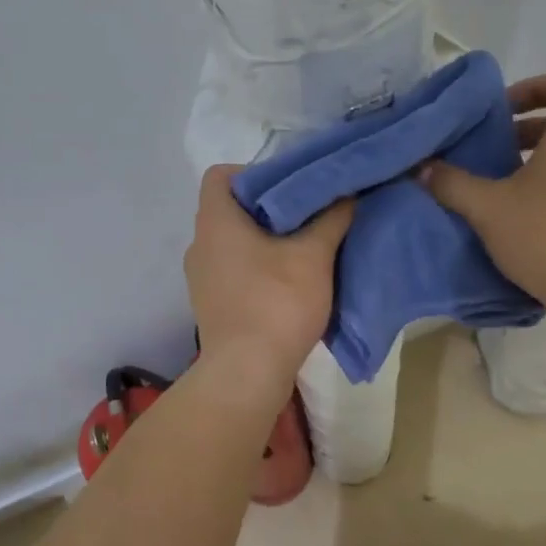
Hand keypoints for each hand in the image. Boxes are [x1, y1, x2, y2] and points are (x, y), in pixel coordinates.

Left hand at [184, 165, 353, 375]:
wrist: (247, 374)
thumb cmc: (276, 303)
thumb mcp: (313, 256)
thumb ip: (331, 218)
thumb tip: (346, 194)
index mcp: (215, 221)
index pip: (221, 175)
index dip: (253, 171)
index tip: (289, 186)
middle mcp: (199, 244)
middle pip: (230, 208)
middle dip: (269, 207)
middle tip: (307, 213)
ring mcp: (201, 277)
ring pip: (233, 241)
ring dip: (264, 239)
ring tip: (302, 246)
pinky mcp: (210, 304)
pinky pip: (233, 270)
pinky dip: (256, 267)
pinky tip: (288, 280)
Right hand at [423, 72, 545, 312]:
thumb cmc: (545, 235)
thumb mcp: (487, 208)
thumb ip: (452, 183)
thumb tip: (423, 168)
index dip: (537, 86)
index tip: (503, 108)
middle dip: (523, 130)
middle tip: (488, 151)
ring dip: (534, 162)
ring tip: (497, 187)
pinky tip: (519, 218)